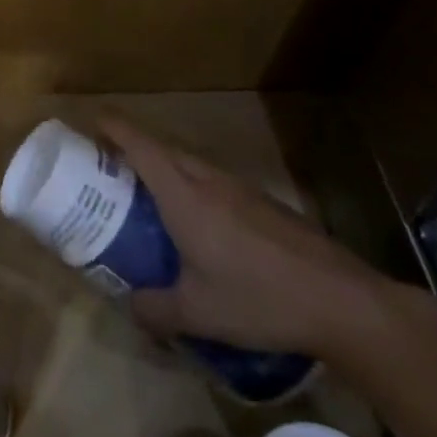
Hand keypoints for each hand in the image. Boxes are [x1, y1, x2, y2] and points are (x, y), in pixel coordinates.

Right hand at [99, 113, 394, 358]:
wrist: (344, 303)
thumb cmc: (260, 299)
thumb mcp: (198, 314)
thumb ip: (155, 310)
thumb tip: (130, 307)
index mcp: (184, 195)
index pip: (140, 146)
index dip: (113, 128)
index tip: (91, 122)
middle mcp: (210, 181)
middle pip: (164, 149)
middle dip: (134, 148)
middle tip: (111, 168)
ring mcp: (242, 190)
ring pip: (193, 164)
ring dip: (167, 168)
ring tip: (151, 196)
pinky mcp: (267, 206)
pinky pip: (216, 183)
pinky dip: (195, 188)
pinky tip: (203, 227)